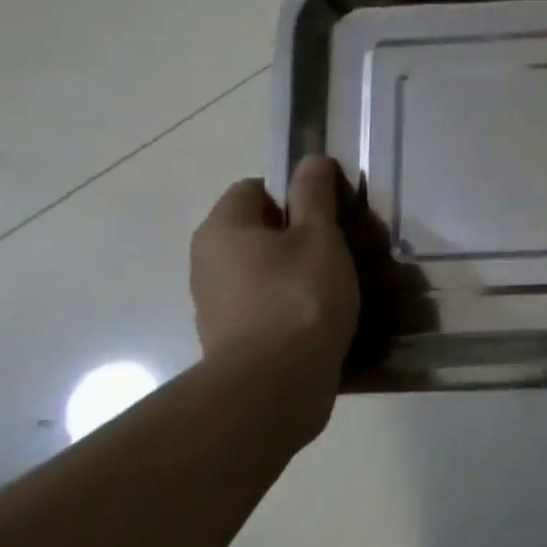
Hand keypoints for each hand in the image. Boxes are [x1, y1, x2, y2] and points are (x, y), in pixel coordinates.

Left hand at [189, 157, 361, 436]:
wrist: (274, 387)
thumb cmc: (299, 297)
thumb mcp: (319, 236)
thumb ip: (315, 195)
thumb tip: (310, 159)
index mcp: (222, 228)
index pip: (255, 188)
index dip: (294, 193)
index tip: (328, 214)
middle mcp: (207, 262)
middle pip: (258, 230)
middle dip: (298, 235)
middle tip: (339, 248)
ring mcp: (214, 304)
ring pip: (262, 270)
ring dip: (295, 272)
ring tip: (335, 287)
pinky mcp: (229, 340)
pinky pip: (263, 305)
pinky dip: (288, 305)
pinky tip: (320, 319)